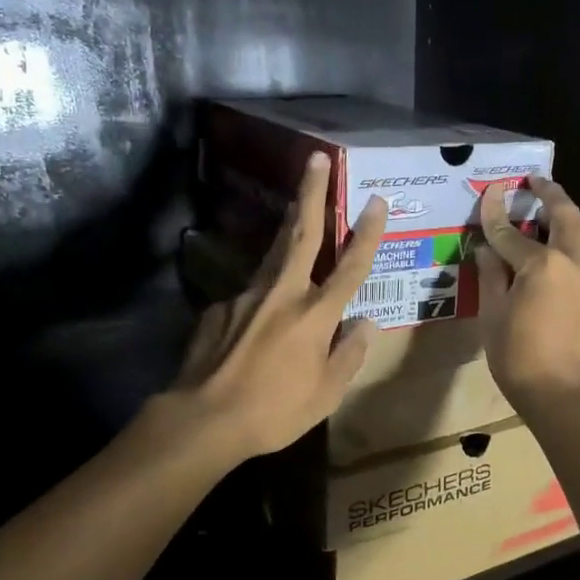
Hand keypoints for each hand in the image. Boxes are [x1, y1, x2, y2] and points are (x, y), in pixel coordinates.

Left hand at [167, 153, 389, 461]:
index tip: (376, 199)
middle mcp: (282, 294)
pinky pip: (250, 296)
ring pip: (274, 255)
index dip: (366, 233)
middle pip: (301, 233)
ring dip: (288, 227)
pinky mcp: (219, 308)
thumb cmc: (274, 412)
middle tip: (316, 158)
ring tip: (297, 209)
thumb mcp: (326, 394)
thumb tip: (364, 324)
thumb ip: (349, 354)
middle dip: (311, 192)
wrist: (202, 420)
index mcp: (315, 315)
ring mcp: (246, 296)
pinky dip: (262, 298)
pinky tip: (257, 324)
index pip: (350, 267)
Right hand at [474, 176, 579, 406]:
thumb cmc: (519, 357)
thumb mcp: (493, 315)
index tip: (488, 193)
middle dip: (550, 194)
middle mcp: (574, 263)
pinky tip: (555, 256)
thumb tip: (487, 250)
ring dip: (566, 219)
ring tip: (547, 216)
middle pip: (565, 215)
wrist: (565, 397)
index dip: (494, 215)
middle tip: (535, 182)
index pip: (511, 233)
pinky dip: (572, 245)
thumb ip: (491, 276)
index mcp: (542, 265)